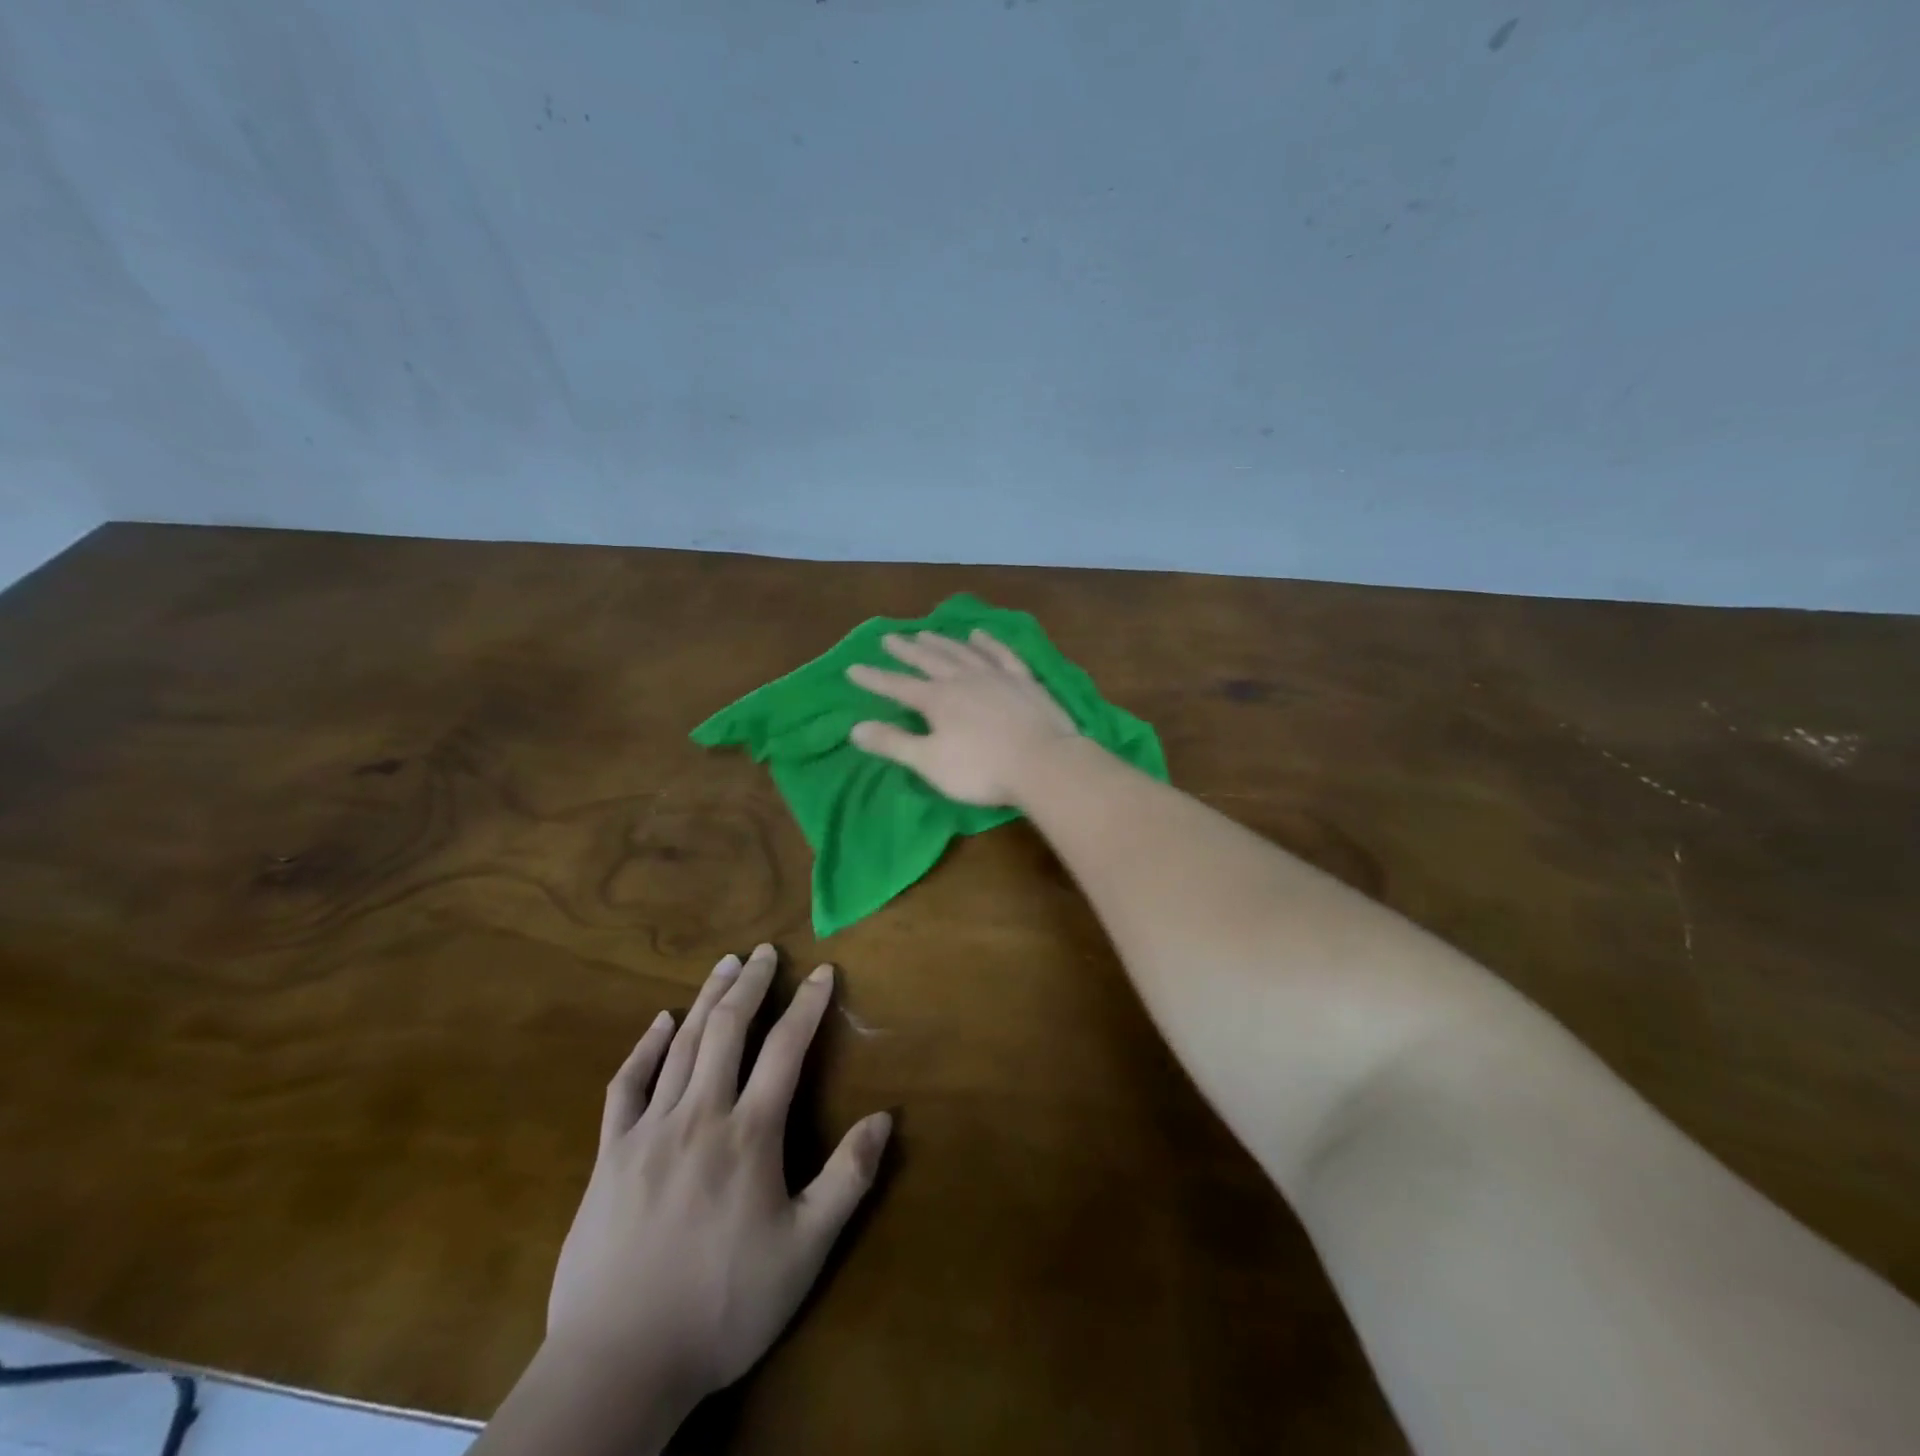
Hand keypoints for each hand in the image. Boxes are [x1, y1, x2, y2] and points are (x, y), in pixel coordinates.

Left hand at [546, 944, 892, 1413]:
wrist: (618, 1364)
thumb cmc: (723, 1306)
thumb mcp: (804, 1252)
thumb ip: (847, 1180)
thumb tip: (883, 1118)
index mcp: (749, 1134)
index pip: (786, 1049)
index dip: (808, 1005)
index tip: (823, 971)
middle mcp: (700, 1114)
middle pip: (729, 1028)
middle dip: (752, 983)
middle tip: (765, 950)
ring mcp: (649, 1130)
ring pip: (683, 1044)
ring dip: (708, 998)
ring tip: (725, 963)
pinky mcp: (611, 1153)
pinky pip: (627, 1084)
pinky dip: (645, 1046)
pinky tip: (660, 1022)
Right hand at [846, 630, 1078, 805]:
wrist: (1044, 763)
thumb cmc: (982, 769)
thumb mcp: (930, 762)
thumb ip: (893, 743)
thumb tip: (855, 728)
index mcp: (938, 700)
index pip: (898, 686)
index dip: (874, 679)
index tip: (853, 668)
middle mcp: (963, 679)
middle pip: (929, 660)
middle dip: (906, 650)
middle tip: (889, 638)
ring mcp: (996, 676)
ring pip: (962, 652)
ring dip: (942, 642)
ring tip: (925, 632)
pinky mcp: (1024, 681)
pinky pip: (1001, 654)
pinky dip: (988, 643)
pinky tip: (979, 635)